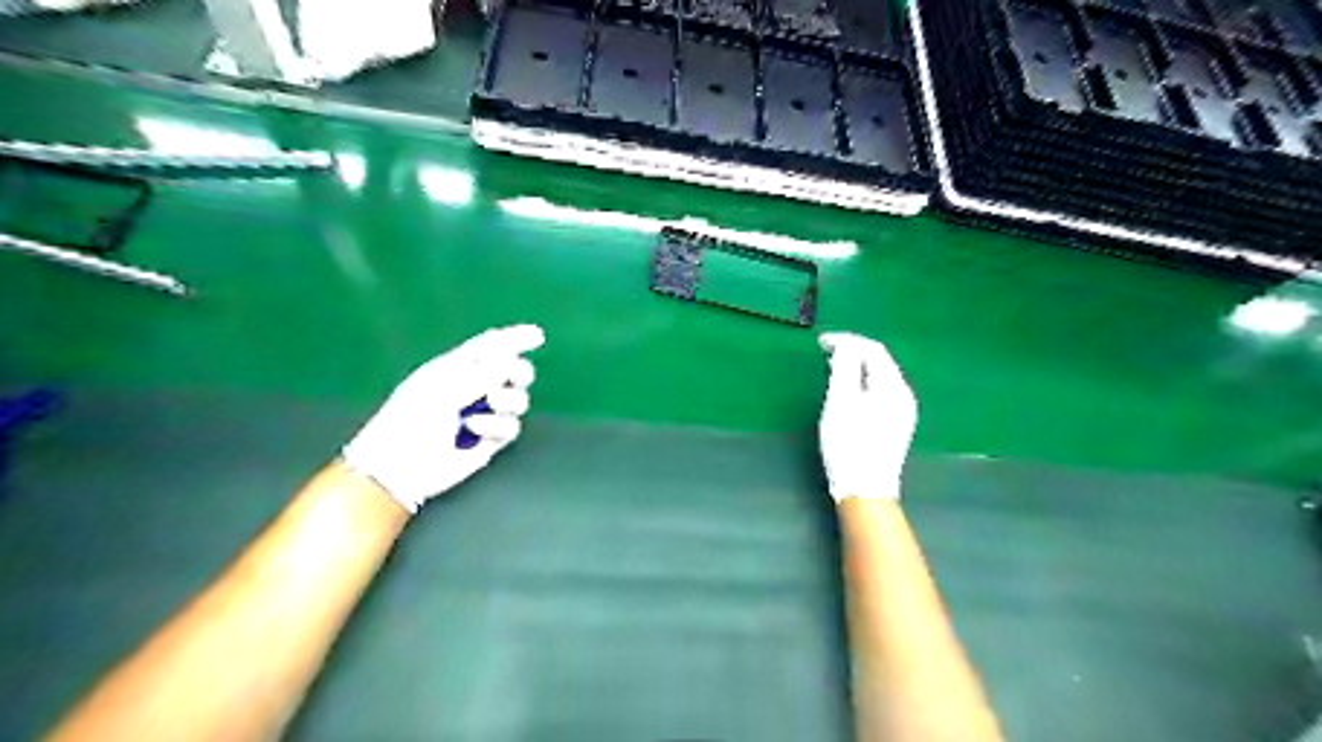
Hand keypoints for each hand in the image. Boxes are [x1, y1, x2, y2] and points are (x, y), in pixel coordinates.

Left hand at [345, 325, 546, 516]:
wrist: (401, 466)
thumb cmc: (411, 419)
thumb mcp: (445, 387)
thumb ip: (482, 373)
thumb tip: (513, 360)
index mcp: (458, 367)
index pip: (492, 345)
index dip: (515, 338)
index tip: (537, 336)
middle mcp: (475, 388)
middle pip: (514, 371)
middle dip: (519, 372)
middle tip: (512, 376)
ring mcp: (485, 414)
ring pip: (519, 399)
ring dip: (509, 399)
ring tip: (491, 404)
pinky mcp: (490, 440)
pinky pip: (511, 426)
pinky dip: (497, 426)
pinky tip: (476, 430)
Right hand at [824, 335, 916, 501]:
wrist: (865, 490)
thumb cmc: (849, 444)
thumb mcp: (840, 402)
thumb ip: (844, 368)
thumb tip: (845, 346)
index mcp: (893, 386)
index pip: (873, 350)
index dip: (847, 341)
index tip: (821, 342)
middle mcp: (904, 395)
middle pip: (880, 362)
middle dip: (853, 352)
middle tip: (826, 353)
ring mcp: (903, 412)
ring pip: (880, 378)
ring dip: (857, 368)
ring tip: (833, 369)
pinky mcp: (896, 425)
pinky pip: (880, 393)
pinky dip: (863, 384)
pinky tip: (848, 393)